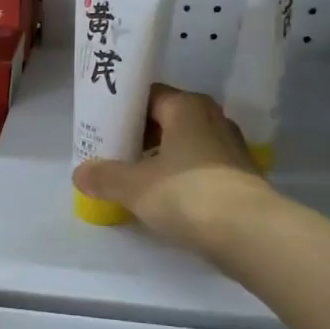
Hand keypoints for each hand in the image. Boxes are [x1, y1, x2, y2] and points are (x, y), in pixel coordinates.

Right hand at [72, 85, 275, 256]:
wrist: (249, 233)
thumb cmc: (187, 194)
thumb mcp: (134, 186)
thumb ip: (104, 176)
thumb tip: (80, 173)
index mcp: (187, 107)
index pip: (148, 95)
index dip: (122, 109)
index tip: (100, 126)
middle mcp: (212, 119)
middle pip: (166, 120)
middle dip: (138, 135)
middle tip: (110, 152)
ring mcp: (229, 149)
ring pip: (183, 145)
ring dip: (158, 157)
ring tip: (130, 177)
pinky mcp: (238, 177)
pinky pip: (197, 168)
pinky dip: (177, 176)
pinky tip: (160, 197)